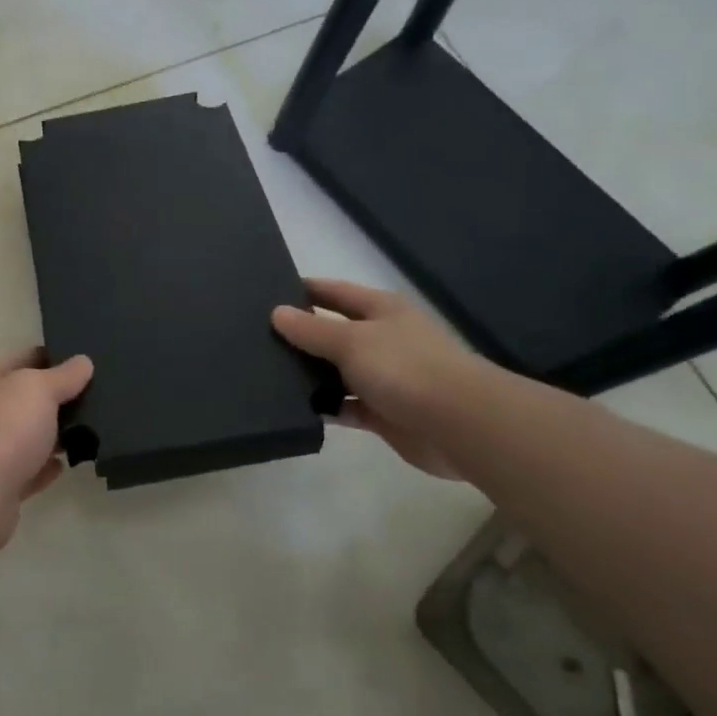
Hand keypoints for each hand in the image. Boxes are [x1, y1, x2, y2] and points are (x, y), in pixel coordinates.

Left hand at [0, 348, 93, 550]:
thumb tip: (83, 362)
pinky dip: (45, 467)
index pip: (22, 358)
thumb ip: (63, 375)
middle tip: (97, 397)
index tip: (86, 362)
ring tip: (91, 431)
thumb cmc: (3, 428)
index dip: (53, 357)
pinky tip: (68, 464)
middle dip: (57, 399)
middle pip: (24, 398)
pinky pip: (28, 470)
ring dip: (53, 435)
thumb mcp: (38, 388)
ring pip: (27, 436)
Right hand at [271, 279, 485, 479]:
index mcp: (381, 310)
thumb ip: (312, 329)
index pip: (334, 292)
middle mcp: (383, 339)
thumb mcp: (351, 341)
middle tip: (257, 338)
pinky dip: (326, 407)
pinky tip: (294, 408)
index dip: (304, 290)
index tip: (266, 293)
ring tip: (266, 374)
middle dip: (301, 335)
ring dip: (310, 375)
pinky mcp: (383, 413)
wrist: (460, 425)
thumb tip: (277, 312)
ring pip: (337, 371)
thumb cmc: (406, 368)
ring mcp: (384, 377)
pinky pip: (345, 405)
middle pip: (334, 332)